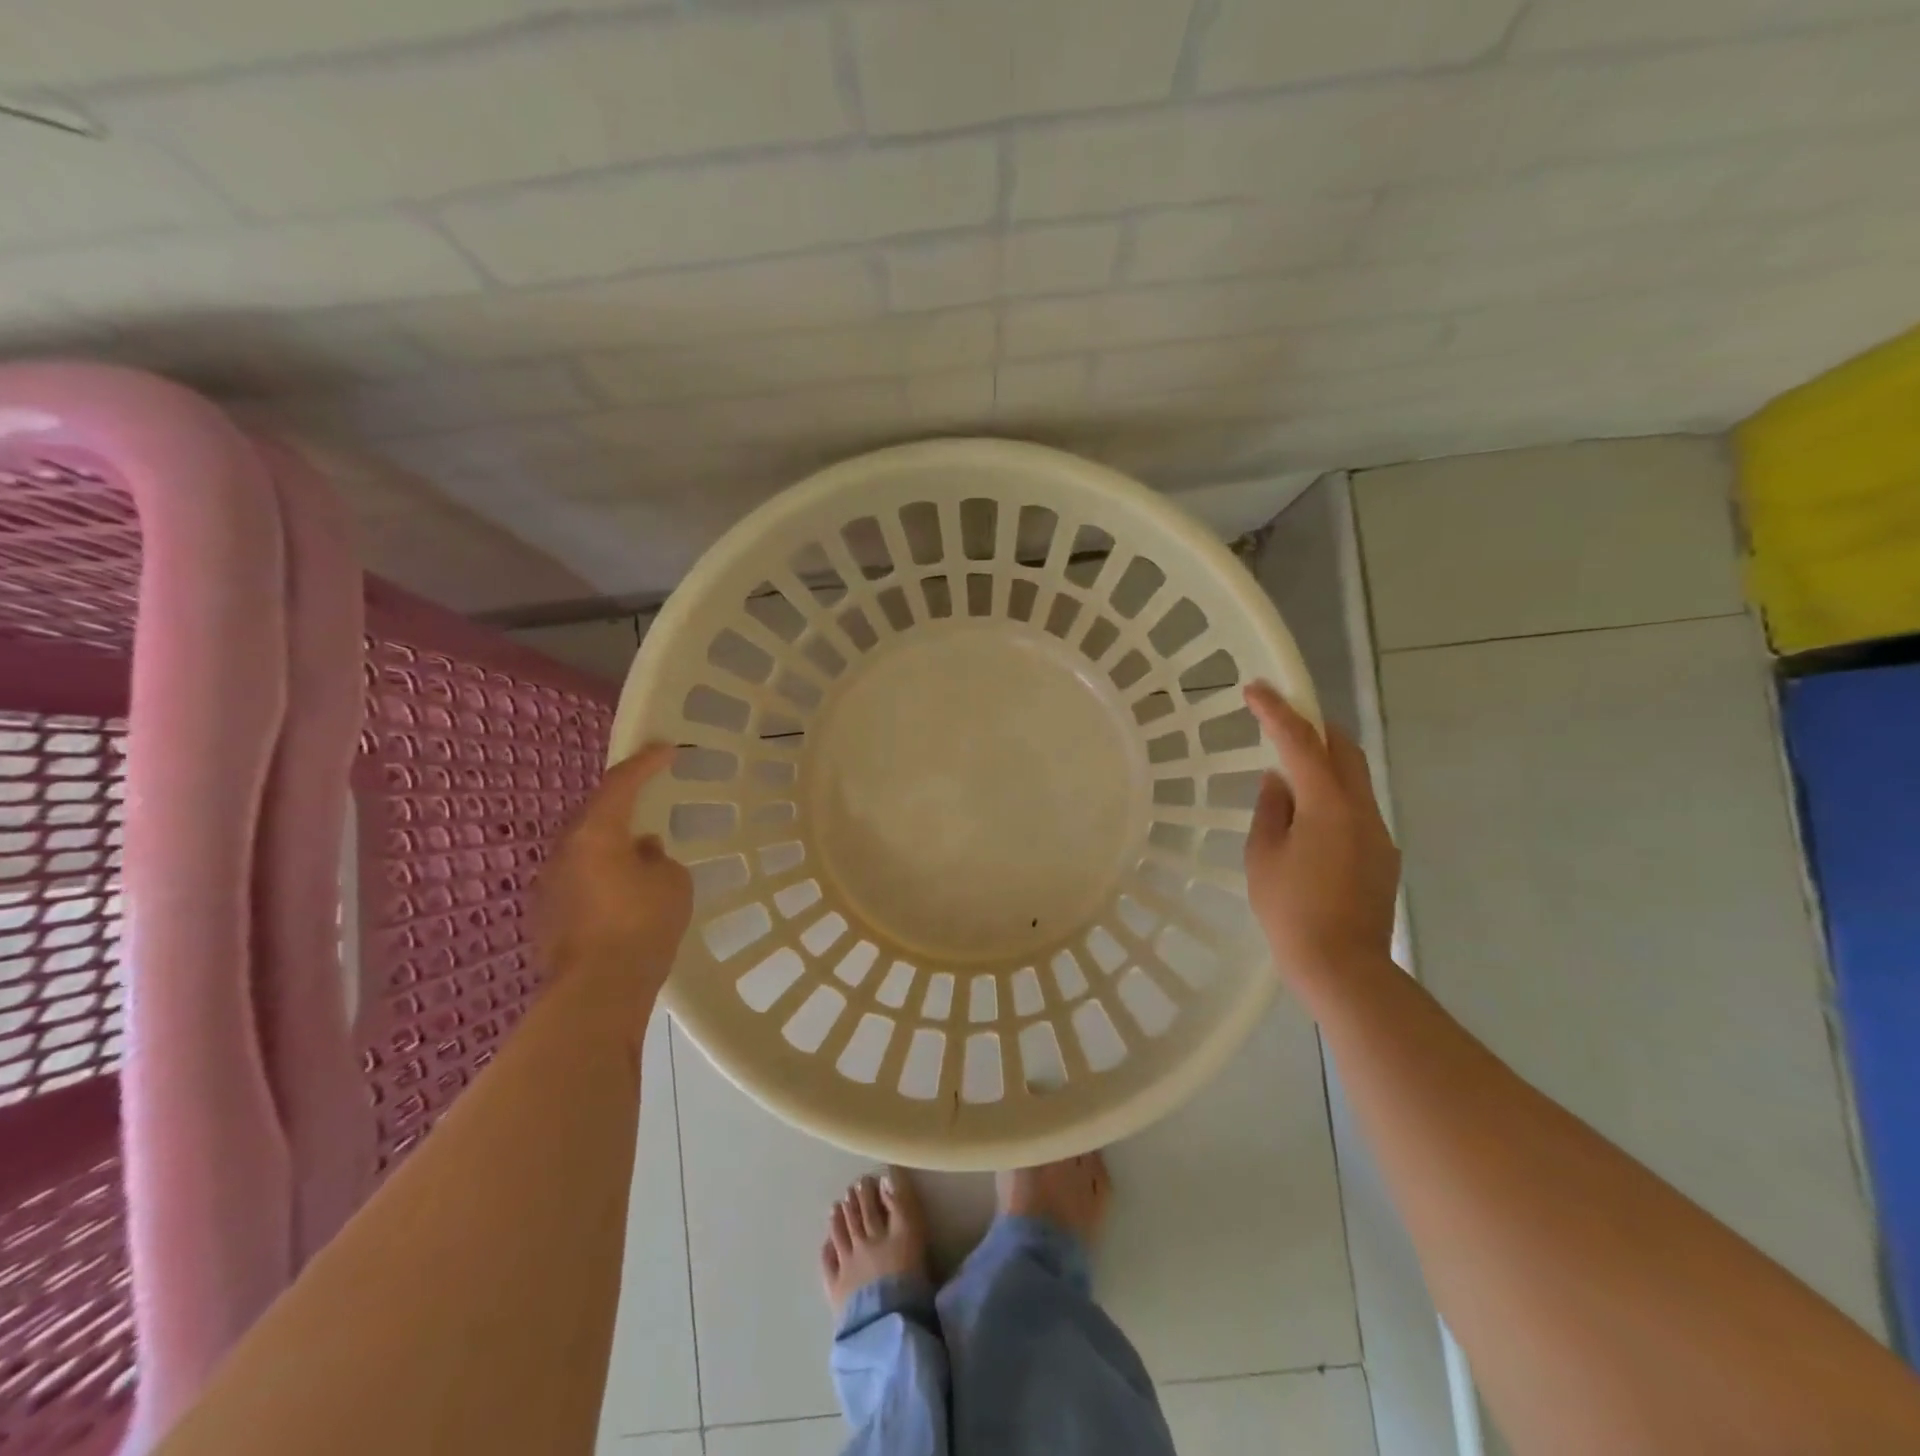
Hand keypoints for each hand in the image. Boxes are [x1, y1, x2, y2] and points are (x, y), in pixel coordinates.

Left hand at [536, 743, 692, 990]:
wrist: (598, 991)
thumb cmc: (642, 925)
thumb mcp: (671, 881)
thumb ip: (657, 858)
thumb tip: (641, 853)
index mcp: (596, 833)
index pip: (621, 784)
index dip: (646, 763)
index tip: (666, 748)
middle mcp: (564, 852)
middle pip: (596, 816)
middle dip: (623, 806)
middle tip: (649, 800)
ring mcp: (550, 886)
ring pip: (585, 851)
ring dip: (612, 846)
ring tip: (640, 855)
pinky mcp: (547, 916)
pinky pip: (580, 881)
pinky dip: (603, 877)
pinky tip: (624, 895)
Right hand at [1243, 683, 1399, 983]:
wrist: (1343, 967)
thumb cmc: (1290, 911)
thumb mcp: (1263, 857)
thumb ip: (1271, 810)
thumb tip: (1278, 781)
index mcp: (1327, 804)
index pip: (1300, 742)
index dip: (1276, 711)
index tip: (1255, 689)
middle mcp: (1360, 809)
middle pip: (1344, 748)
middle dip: (1313, 727)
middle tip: (1280, 722)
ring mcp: (1377, 832)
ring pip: (1353, 778)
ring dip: (1323, 763)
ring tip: (1288, 775)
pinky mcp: (1382, 855)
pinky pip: (1355, 808)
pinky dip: (1331, 796)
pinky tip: (1307, 823)